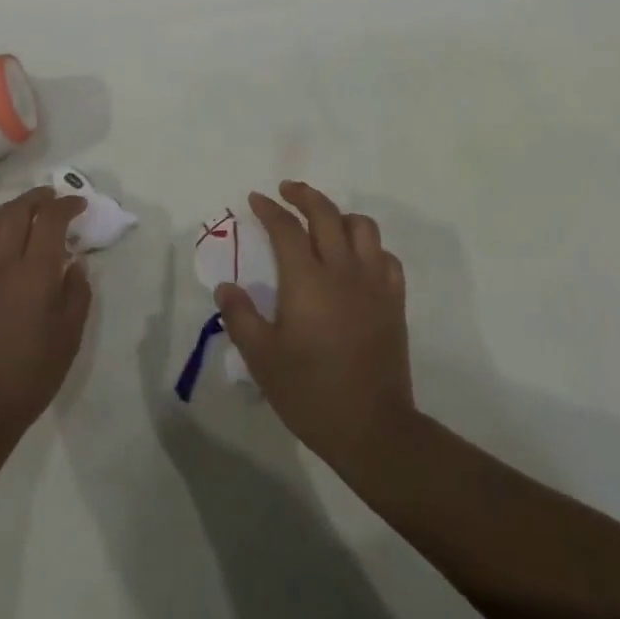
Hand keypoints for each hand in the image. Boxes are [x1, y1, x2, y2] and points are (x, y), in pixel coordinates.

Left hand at [0, 187, 90, 436]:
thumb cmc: (31, 373)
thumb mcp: (69, 335)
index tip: (79, 205)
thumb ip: (77, 292)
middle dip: (38, 198)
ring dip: (12, 207)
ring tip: (26, 207)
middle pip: (18, 211)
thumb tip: (76, 262)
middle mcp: (3, 262)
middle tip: (52, 197)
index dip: (67, 205)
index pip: (51, 220)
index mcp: (35, 273)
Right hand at [212, 181, 415, 468]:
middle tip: (287, 191)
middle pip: (326, 213)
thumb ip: (240, 317)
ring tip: (324, 222)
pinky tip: (357, 258)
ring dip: (339, 215)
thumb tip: (225, 286)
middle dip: (304, 195)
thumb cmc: (310, 393)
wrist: (372, 427)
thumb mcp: (262, 359)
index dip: (269, 209)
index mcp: (307, 280)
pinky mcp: (394, 299)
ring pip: (361, 226)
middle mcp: (342, 269)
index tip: (256, 199)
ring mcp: (374, 282)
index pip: (286, 228)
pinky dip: (369, 246)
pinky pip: (385, 256)